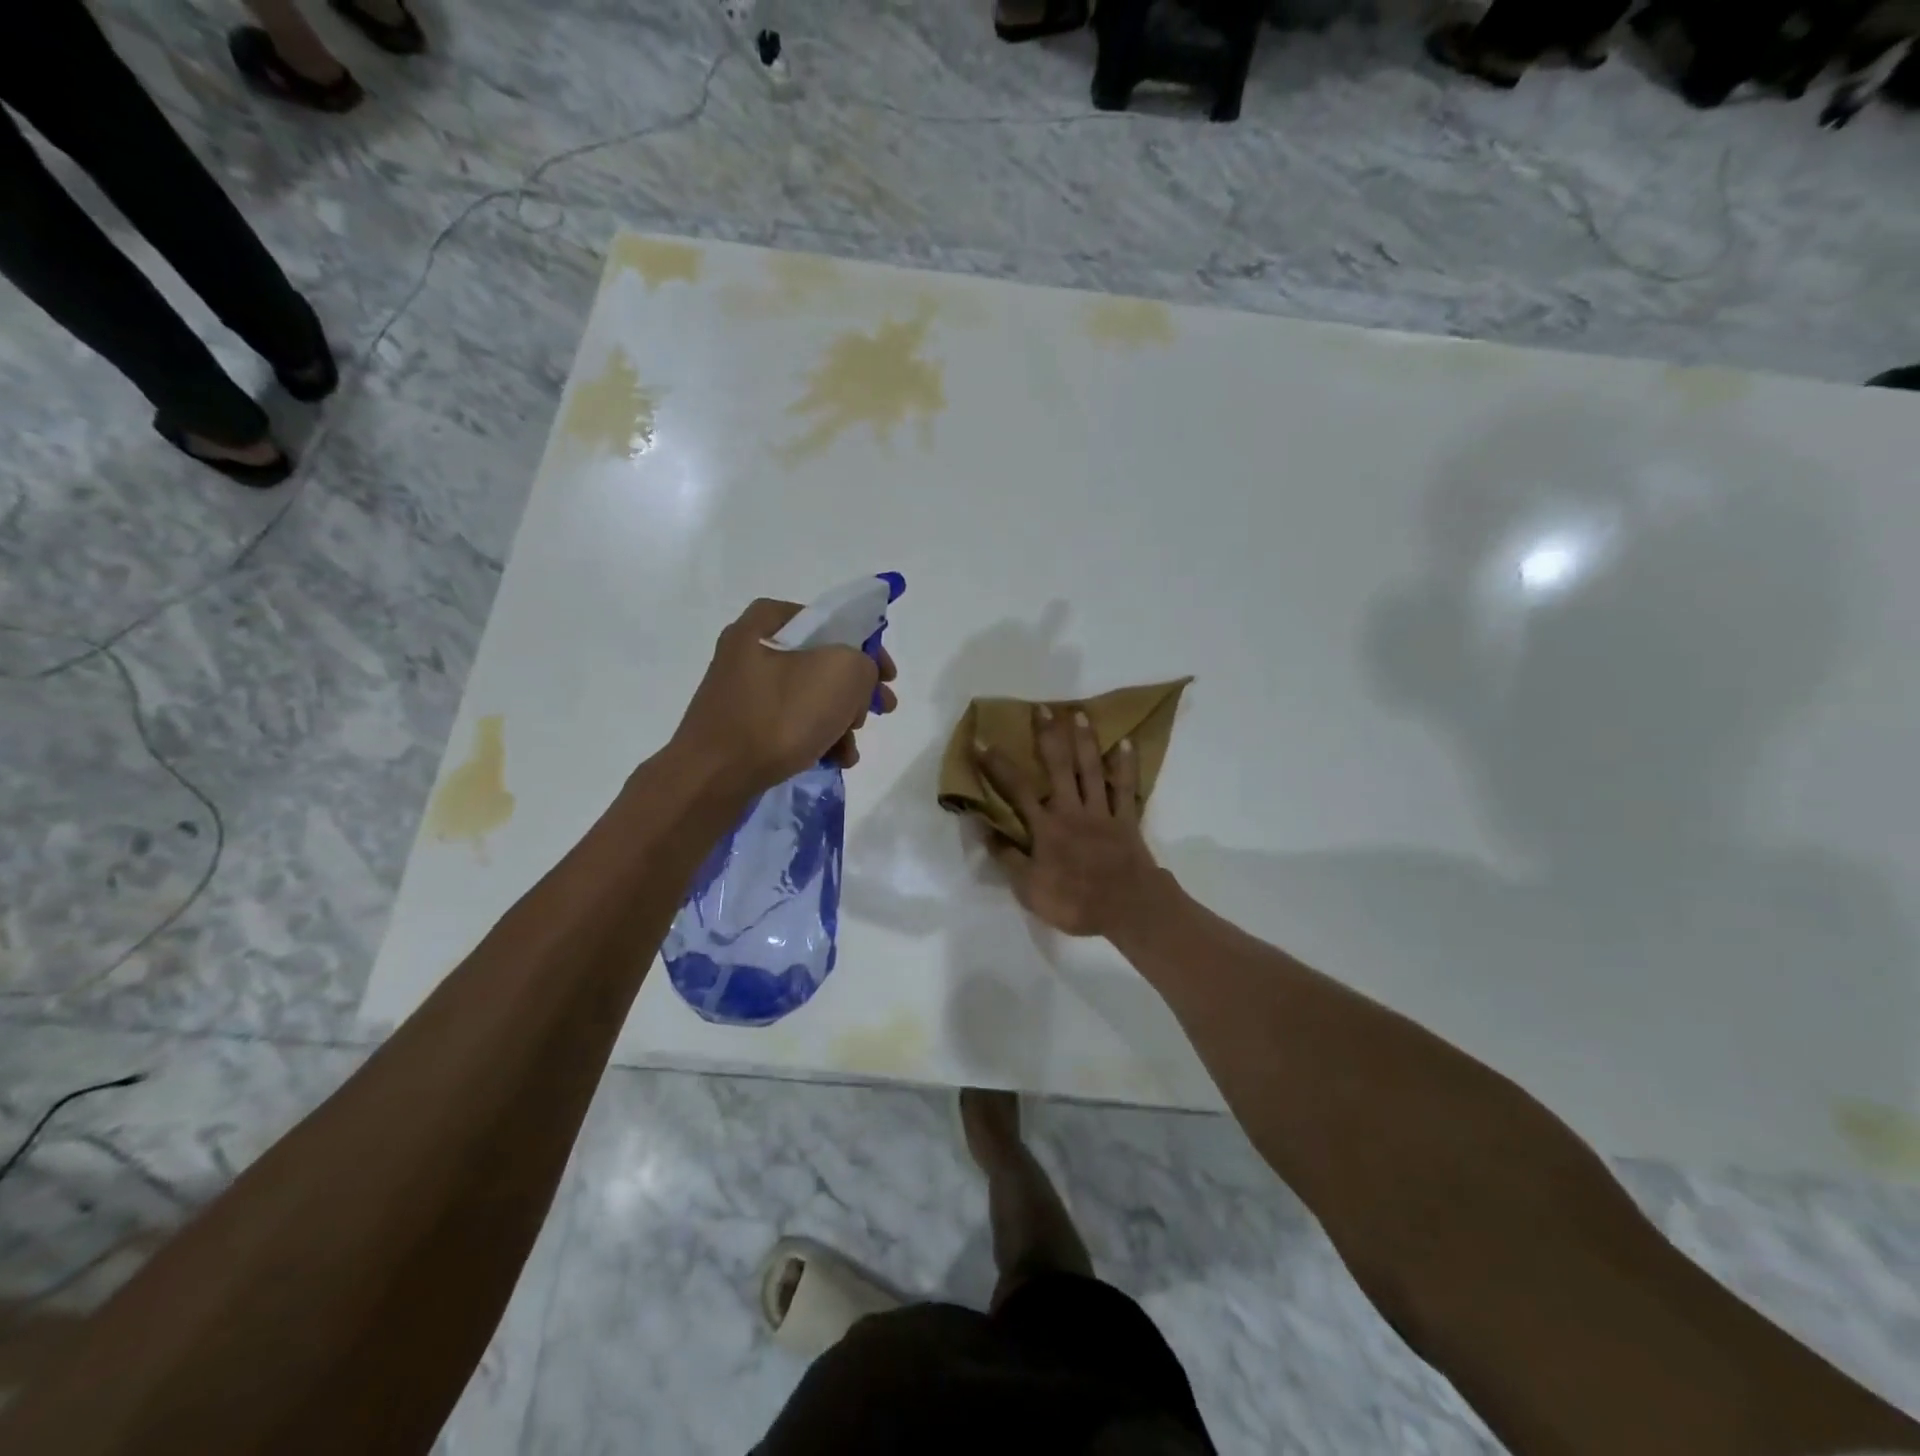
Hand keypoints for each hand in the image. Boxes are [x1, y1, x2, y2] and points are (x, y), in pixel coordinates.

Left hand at [672, 599, 897, 795]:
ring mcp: (743, 691)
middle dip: (856, 689)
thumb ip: (863, 662)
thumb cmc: (778, 716)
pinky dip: (816, 737)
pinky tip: (835, 760)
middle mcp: (750, 650)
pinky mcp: (742, 727)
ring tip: (852, 747)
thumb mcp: (840, 673)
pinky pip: (790, 723)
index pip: (829, 619)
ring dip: (840, 720)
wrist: (713, 778)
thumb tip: (858, 677)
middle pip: (822, 661)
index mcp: (765, 623)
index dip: (865, 642)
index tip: (886, 674)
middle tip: (879, 710)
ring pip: (809, 696)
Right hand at [973, 707, 1163, 938]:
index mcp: (1045, 827)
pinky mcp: (1127, 820)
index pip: (1016, 789)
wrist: (1128, 908)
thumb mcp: (1029, 888)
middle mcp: (1071, 810)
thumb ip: (1007, 856)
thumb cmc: (1074, 901)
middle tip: (1041, 707)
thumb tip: (982, 828)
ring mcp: (1102, 812)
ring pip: (1092, 769)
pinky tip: (1127, 741)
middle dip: (1048, 736)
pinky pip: (1126, 787)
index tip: (981, 741)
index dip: (997, 765)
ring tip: (1078, 712)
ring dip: (1084, 739)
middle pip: (1058, 766)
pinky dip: (1126, 765)